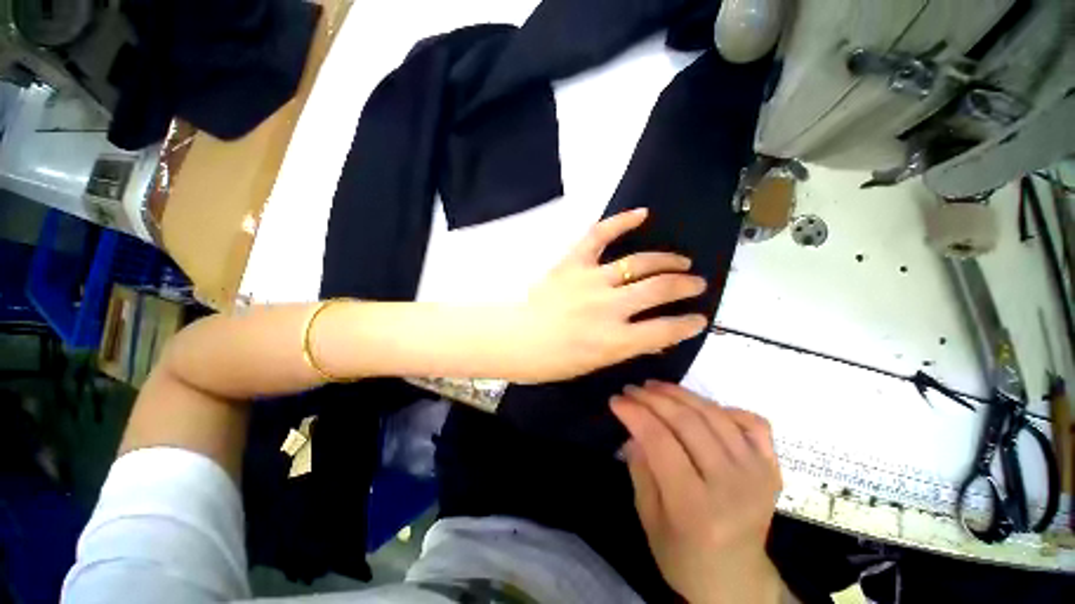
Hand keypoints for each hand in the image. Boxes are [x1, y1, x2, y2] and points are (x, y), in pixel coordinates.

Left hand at [508, 208, 707, 382]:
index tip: (699, 318)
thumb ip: (629, 346)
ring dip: (667, 260)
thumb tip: (657, 333)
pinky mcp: (573, 262)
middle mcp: (609, 307)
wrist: (517, 338)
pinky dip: (621, 221)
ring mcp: (591, 280)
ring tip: (680, 261)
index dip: (689, 323)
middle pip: (660, 289)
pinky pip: (600, 235)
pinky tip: (642, 214)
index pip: (666, 329)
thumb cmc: (554, 360)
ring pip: (640, 262)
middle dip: (686, 286)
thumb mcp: (597, 363)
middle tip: (696, 283)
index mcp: (615, 340)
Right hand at [611, 381, 783, 603]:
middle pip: (687, 423)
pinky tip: (701, 406)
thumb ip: (640, 469)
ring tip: (655, 386)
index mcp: (695, 508)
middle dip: (652, 398)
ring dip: (680, 393)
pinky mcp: (772, 468)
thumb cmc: (684, 557)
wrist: (738, 583)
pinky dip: (724, 407)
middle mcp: (731, 486)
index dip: (634, 414)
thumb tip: (633, 428)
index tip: (616, 400)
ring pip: (715, 414)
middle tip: (631, 389)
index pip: (660, 442)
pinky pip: (752, 422)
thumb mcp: (649, 519)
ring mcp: (758, 474)